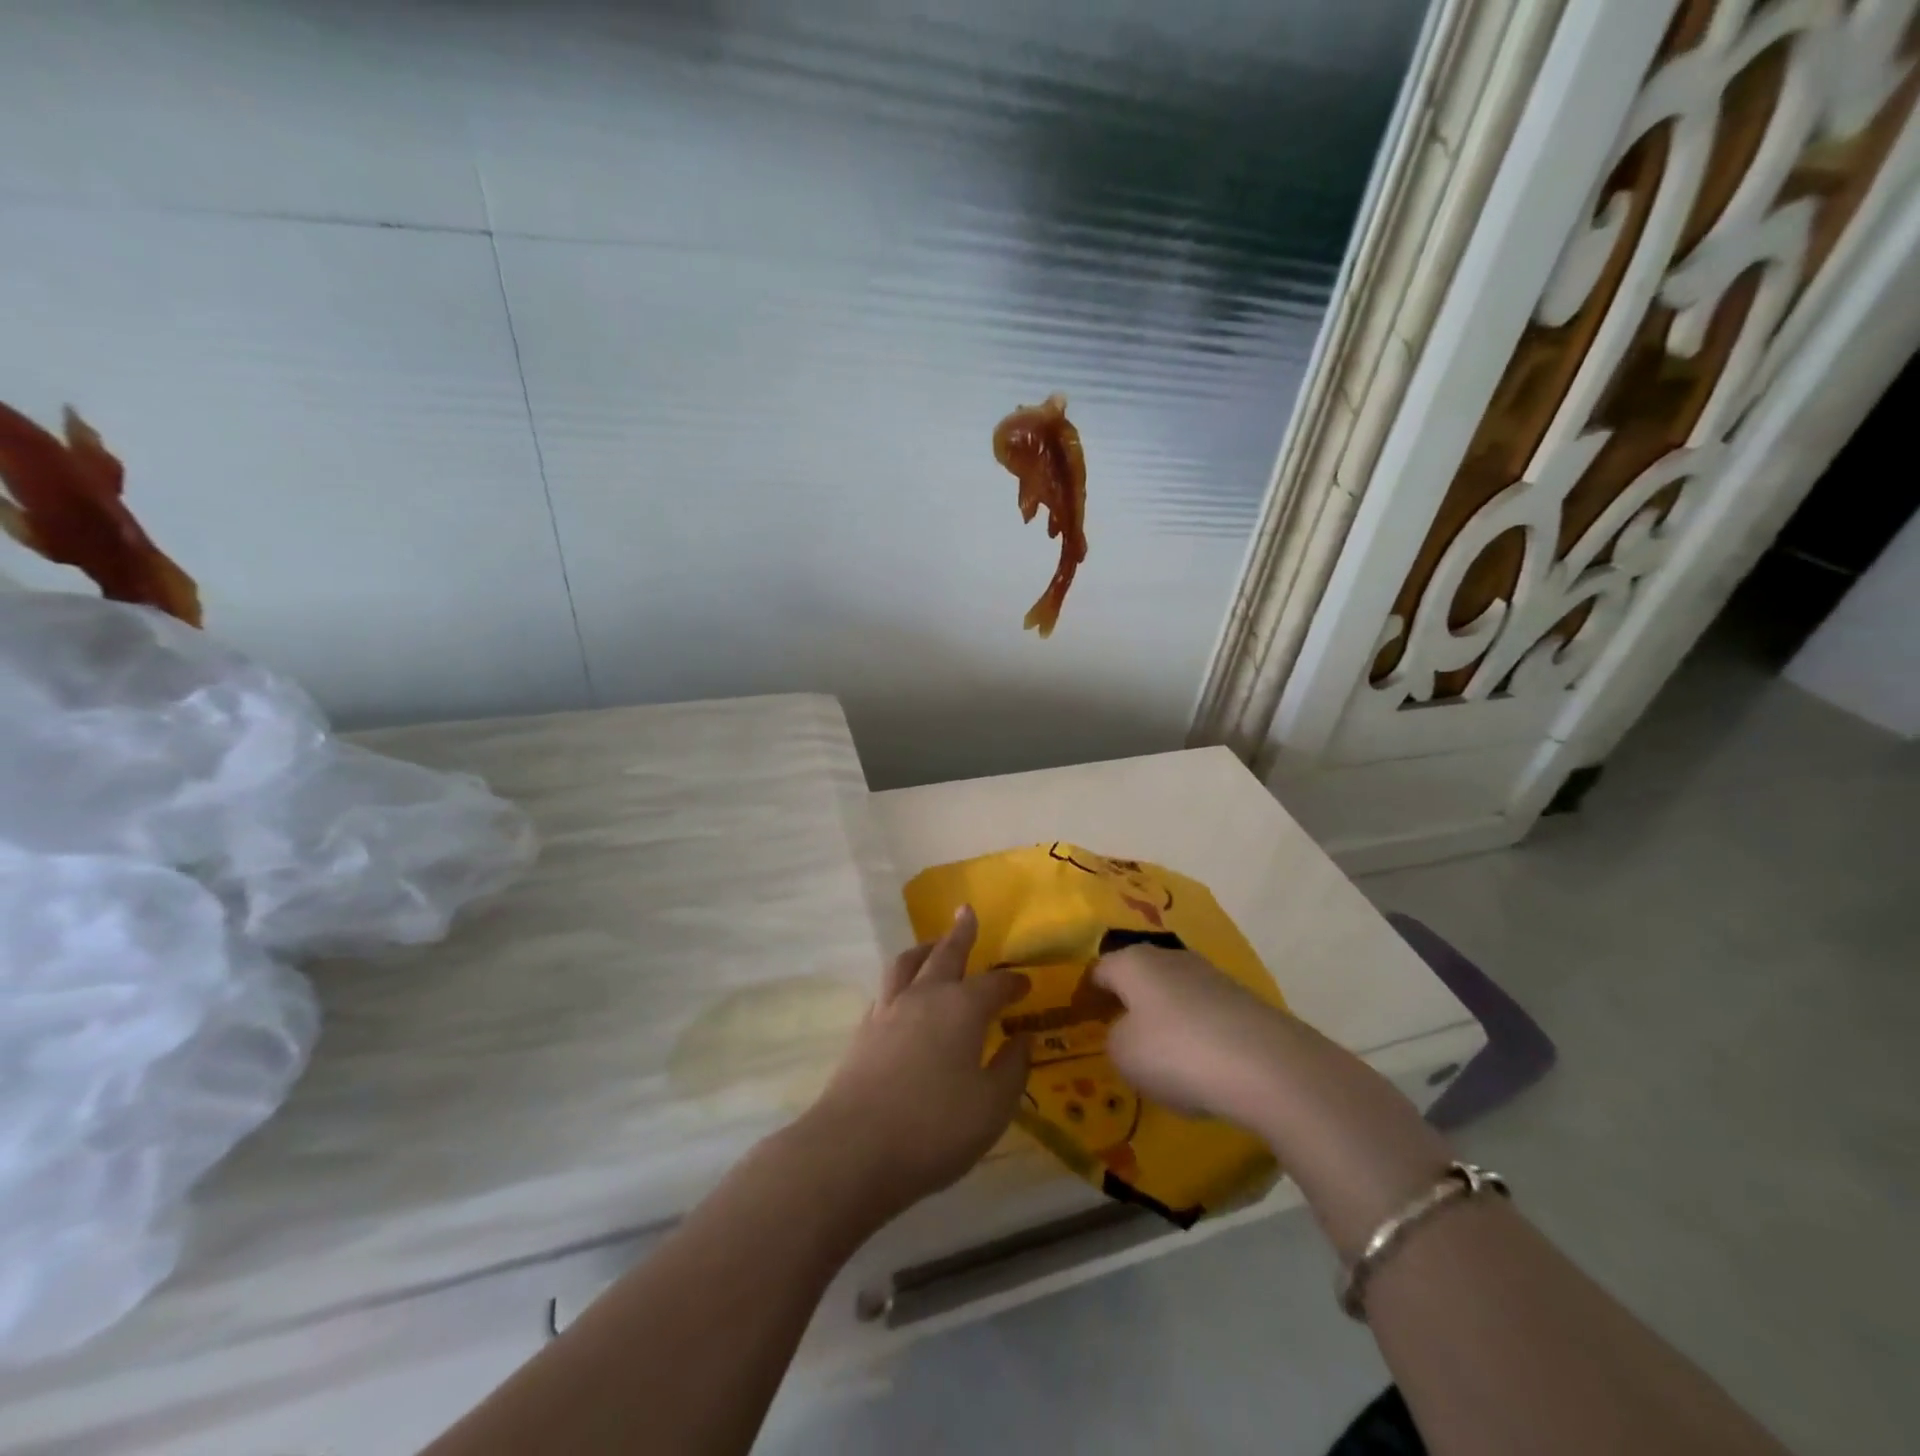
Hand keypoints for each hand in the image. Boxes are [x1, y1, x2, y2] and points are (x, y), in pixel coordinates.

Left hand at [803, 906, 1030, 1221]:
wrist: (854, 1148)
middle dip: (960, 933)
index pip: (994, 985)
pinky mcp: (864, 1030)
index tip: (1024, 985)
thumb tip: (1023, 1040)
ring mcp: (889, 1010)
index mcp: (962, 1008)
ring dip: (924, 949)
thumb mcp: (991, 1107)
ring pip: (907, 963)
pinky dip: (901, 979)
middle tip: (967, 912)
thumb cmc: (934, 1127)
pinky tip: (902, 993)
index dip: (1012, 984)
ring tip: (932, 944)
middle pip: (946, 954)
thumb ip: (1011, 1070)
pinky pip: (886, 988)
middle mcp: (925, 997)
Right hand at [1092, 945, 1290, 1125]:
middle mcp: (1170, 957)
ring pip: (1173, 994)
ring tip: (1160, 1056)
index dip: (1086, 996)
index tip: (1081, 1022)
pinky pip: (1204, 1014)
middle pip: (1138, 977)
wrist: (1268, 1066)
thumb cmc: (1178, 1053)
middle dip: (1127, 1003)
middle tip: (1118, 1037)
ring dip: (1163, 1018)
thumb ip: (1114, 1038)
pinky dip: (1195, 1033)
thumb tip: (1128, 1031)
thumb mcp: (1124, 1054)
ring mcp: (1210, 975)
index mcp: (1133, 962)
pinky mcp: (1242, 1000)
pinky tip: (1198, 1064)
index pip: (1098, 971)